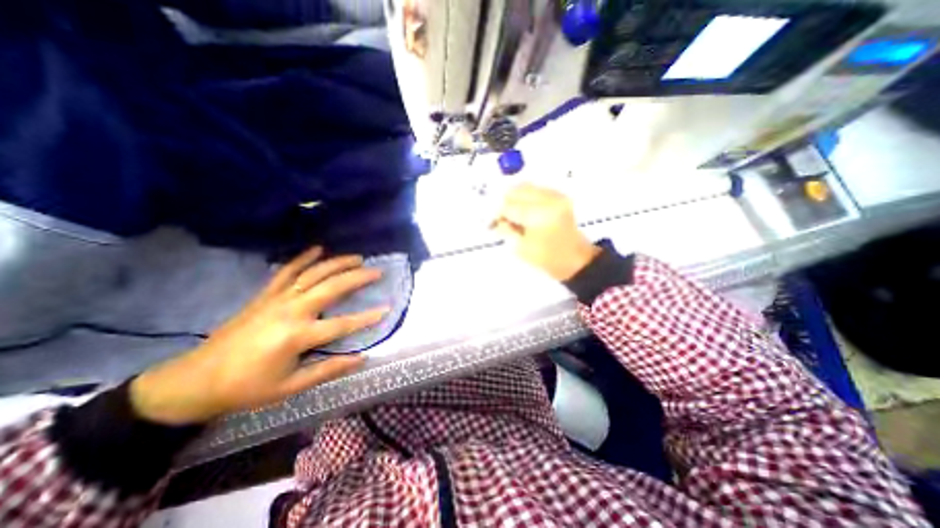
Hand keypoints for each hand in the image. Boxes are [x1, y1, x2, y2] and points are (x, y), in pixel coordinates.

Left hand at [129, 245, 384, 424]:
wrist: (195, 381)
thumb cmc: (247, 388)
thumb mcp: (290, 387)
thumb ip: (328, 369)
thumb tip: (362, 358)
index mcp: (297, 336)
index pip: (342, 324)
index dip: (367, 318)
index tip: (387, 309)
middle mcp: (290, 311)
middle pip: (331, 288)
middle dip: (357, 277)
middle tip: (377, 270)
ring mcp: (276, 299)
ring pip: (312, 274)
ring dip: (337, 263)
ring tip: (357, 257)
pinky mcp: (265, 295)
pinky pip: (287, 271)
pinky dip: (303, 258)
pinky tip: (318, 249)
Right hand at [493, 183, 601, 280]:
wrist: (575, 259)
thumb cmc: (547, 259)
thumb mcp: (521, 248)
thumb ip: (506, 230)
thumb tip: (496, 219)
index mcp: (539, 215)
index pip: (509, 206)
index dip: (498, 214)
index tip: (492, 223)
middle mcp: (549, 199)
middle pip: (517, 190)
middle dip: (505, 203)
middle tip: (503, 218)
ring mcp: (556, 195)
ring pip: (526, 187)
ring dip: (515, 199)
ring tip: (513, 214)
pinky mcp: (560, 196)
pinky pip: (536, 189)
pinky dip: (526, 197)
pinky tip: (525, 211)